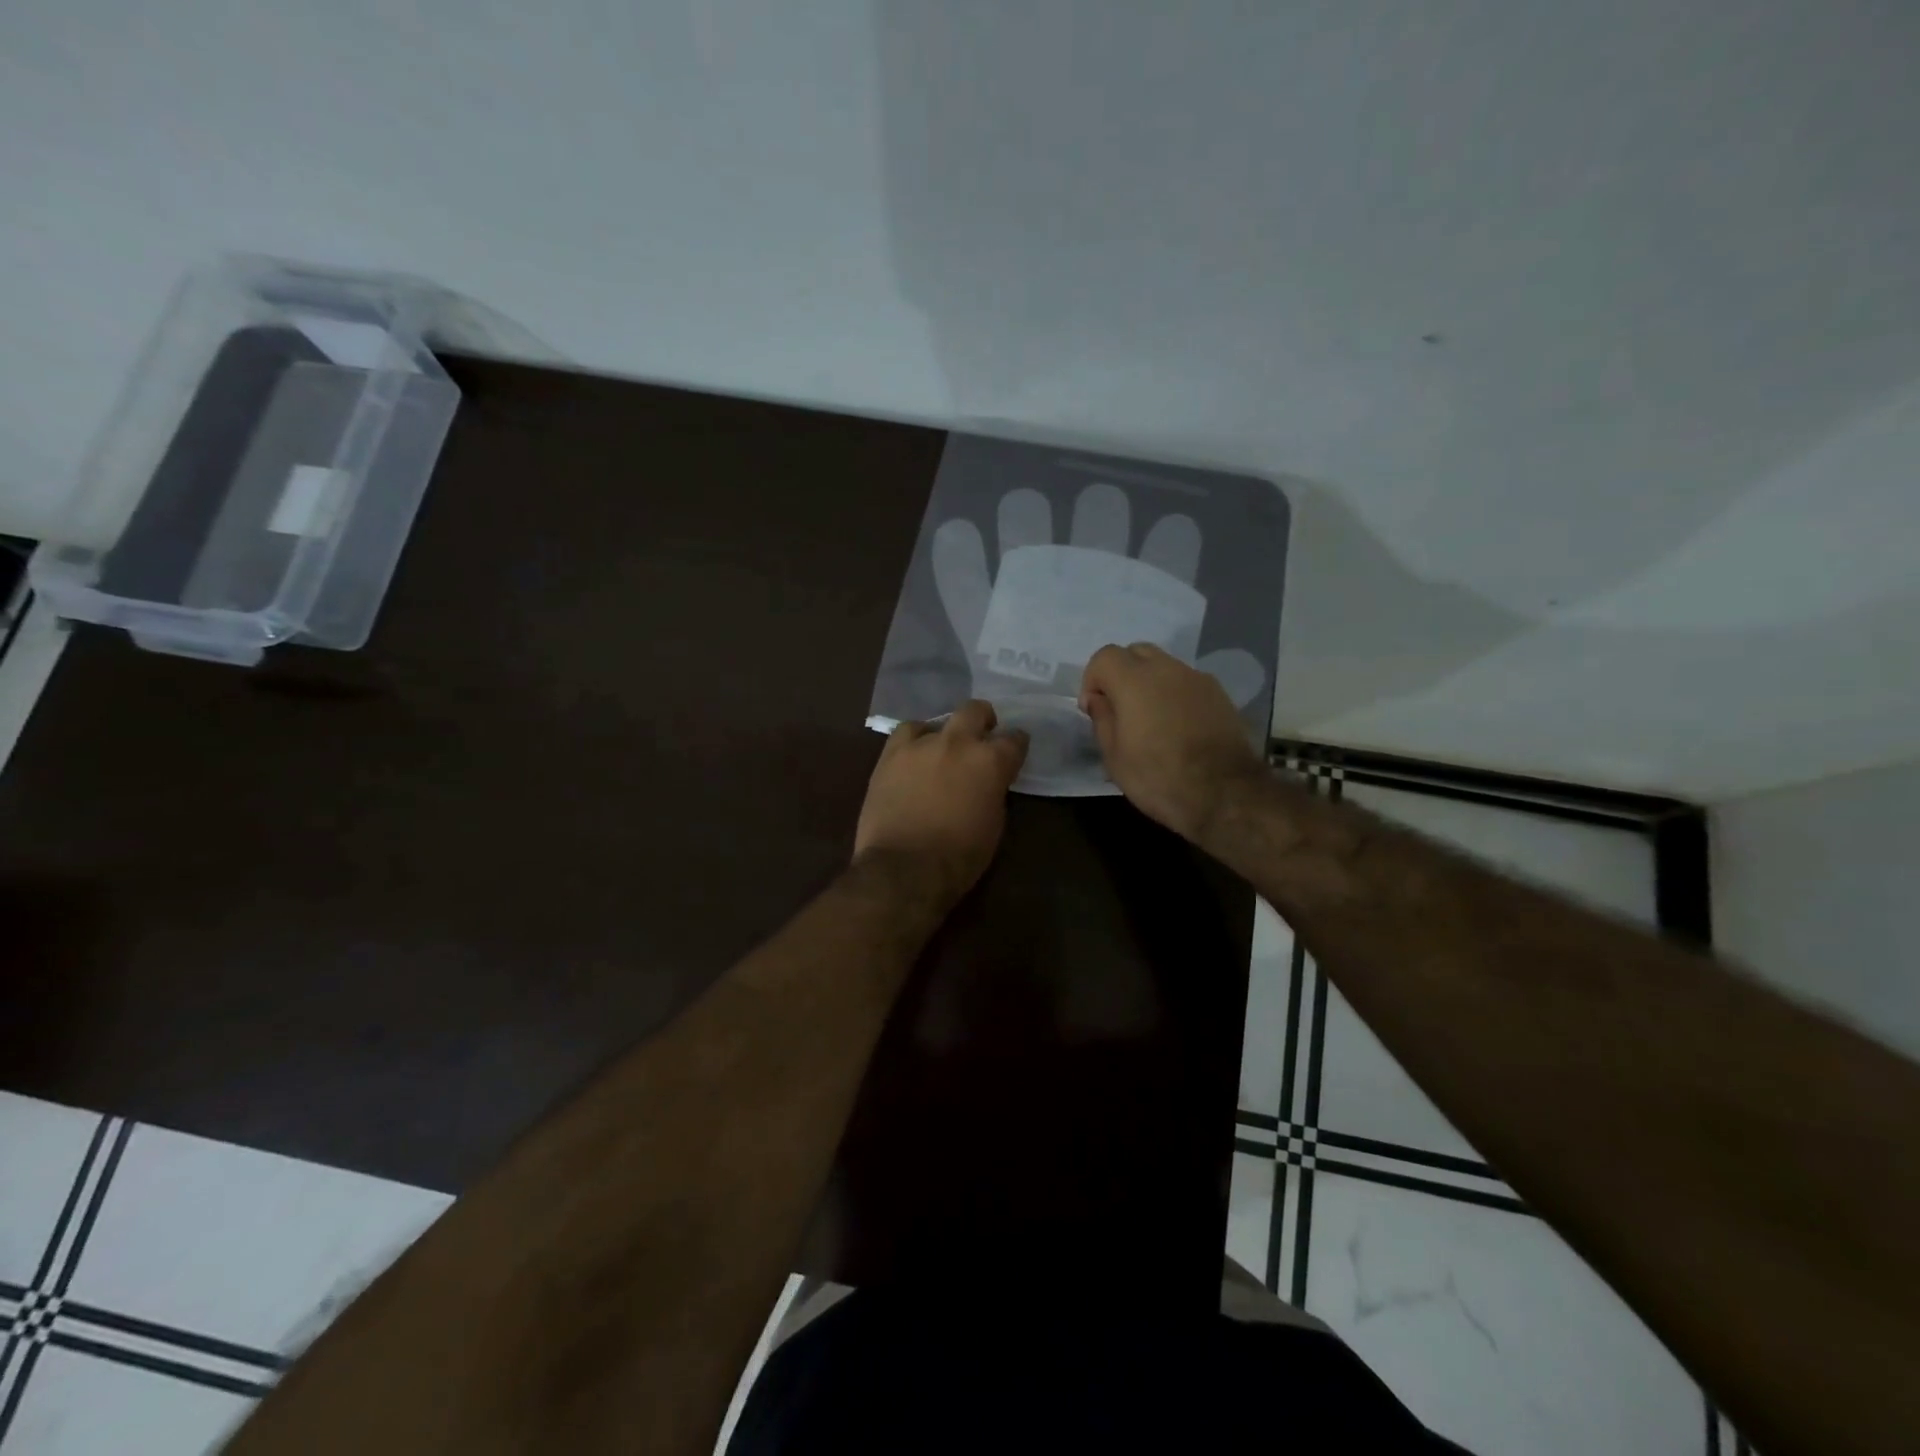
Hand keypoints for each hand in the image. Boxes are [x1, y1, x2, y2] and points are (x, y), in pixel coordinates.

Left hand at [854, 701, 1029, 901]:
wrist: (904, 868)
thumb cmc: (959, 857)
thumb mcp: (994, 825)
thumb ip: (994, 792)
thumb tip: (988, 782)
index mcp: (991, 761)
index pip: (1014, 739)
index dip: (1016, 745)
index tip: (1014, 753)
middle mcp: (958, 742)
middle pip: (976, 710)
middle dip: (983, 720)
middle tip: (981, 736)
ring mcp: (921, 744)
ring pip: (938, 720)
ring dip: (945, 733)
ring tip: (942, 752)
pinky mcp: (890, 754)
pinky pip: (906, 732)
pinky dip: (914, 740)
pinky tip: (914, 756)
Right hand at [1079, 643, 1266, 841]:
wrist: (1225, 795)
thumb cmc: (1158, 777)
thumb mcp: (1114, 757)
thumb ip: (1102, 719)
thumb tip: (1099, 699)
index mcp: (1134, 680)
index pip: (1104, 656)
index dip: (1093, 680)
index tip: (1094, 710)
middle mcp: (1167, 669)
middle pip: (1136, 652)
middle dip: (1122, 673)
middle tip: (1120, 708)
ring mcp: (1198, 679)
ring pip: (1164, 666)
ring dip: (1150, 683)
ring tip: (1151, 720)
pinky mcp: (1220, 695)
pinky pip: (1187, 683)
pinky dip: (1174, 695)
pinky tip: (1178, 727)